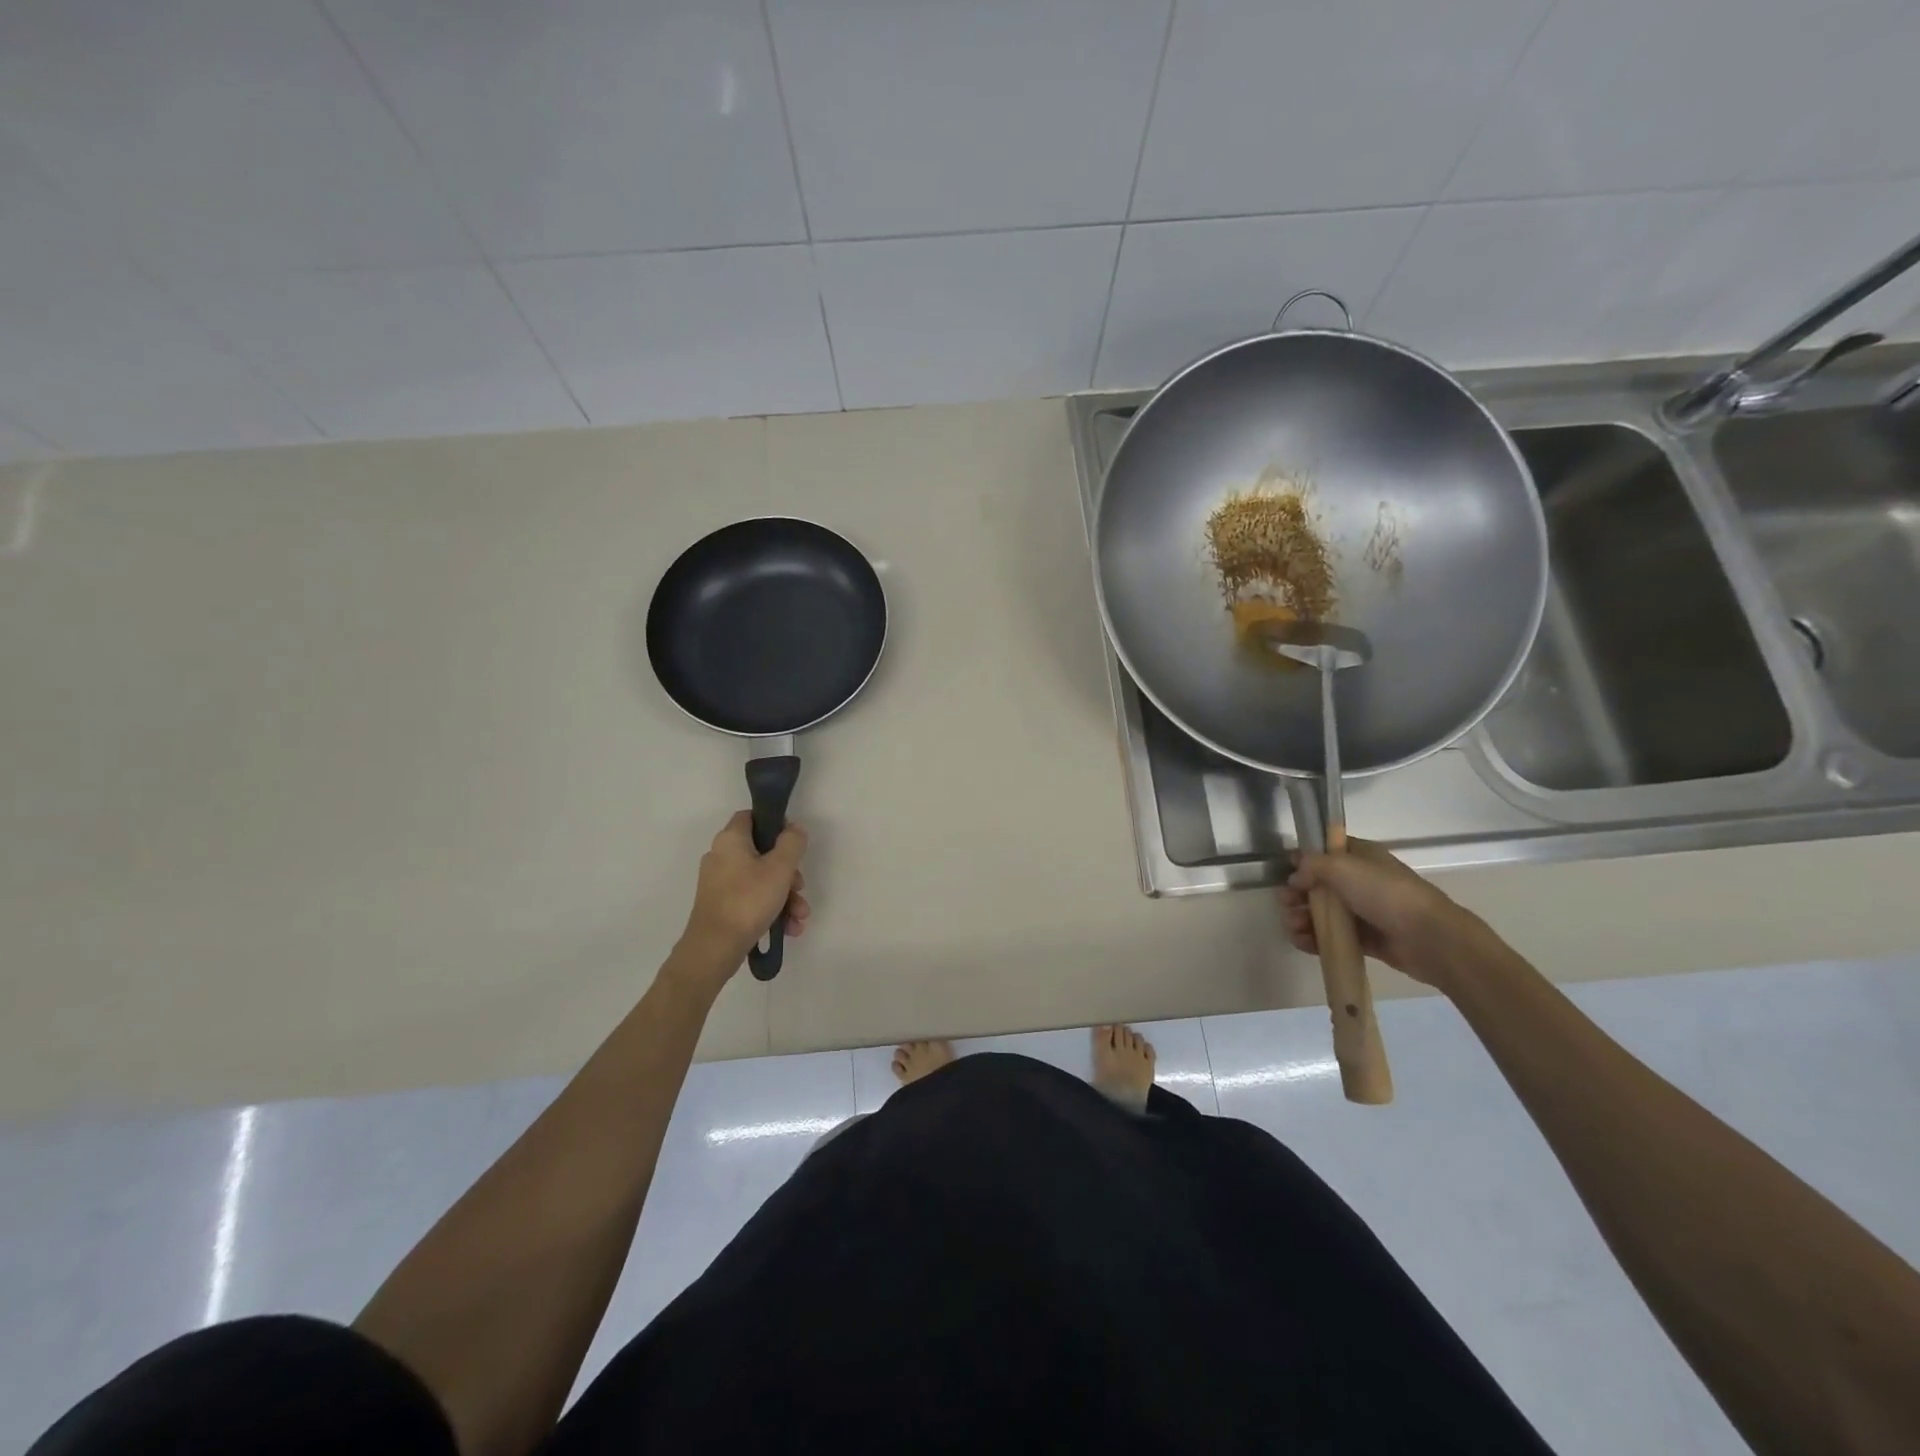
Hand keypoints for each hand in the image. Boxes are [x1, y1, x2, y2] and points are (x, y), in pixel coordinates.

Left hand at [676, 812, 809, 978]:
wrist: (714, 948)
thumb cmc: (748, 900)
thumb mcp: (780, 868)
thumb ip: (792, 843)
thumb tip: (794, 829)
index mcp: (730, 840)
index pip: (752, 816)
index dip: (775, 824)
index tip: (793, 843)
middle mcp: (721, 856)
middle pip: (762, 853)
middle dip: (788, 873)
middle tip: (800, 887)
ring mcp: (719, 882)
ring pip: (760, 879)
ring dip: (785, 896)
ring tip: (799, 917)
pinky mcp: (721, 905)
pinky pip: (752, 898)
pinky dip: (771, 909)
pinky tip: (788, 927)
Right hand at [1279, 839, 1484, 989]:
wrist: (1428, 937)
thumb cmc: (1385, 893)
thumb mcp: (1343, 867)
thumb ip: (1312, 865)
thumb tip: (1295, 876)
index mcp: (1360, 857)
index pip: (1326, 851)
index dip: (1304, 859)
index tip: (1287, 871)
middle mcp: (1361, 881)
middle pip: (1318, 884)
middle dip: (1297, 893)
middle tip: (1285, 903)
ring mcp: (1363, 911)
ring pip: (1323, 911)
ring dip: (1302, 917)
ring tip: (1293, 926)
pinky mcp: (1365, 938)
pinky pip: (1333, 936)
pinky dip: (1314, 938)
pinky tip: (1300, 941)